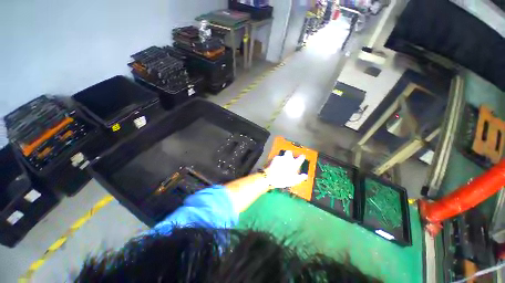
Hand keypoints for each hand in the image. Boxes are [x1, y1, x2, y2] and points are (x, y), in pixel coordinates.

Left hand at [264, 150, 307, 187]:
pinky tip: (277, 165)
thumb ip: (300, 177)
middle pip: (289, 153)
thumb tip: (305, 176)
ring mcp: (280, 157)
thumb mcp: (294, 181)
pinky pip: (277, 158)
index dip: (302, 157)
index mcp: (294, 163)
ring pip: (283, 155)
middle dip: (290, 154)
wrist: (270, 176)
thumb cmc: (283, 179)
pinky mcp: (274, 159)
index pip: (300, 158)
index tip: (303, 156)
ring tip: (282, 164)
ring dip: (283, 158)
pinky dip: (278, 161)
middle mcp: (287, 159)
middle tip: (290, 158)